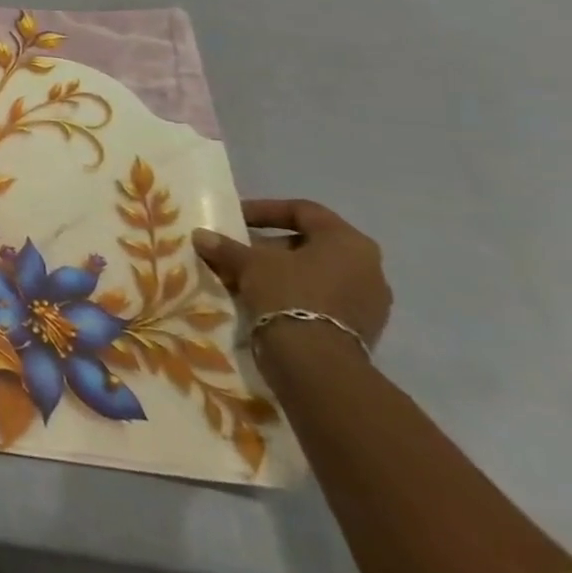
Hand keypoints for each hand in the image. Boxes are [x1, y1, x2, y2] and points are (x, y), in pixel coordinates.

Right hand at [193, 198, 392, 349]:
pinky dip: (293, 294)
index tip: (236, 219)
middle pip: (310, 244)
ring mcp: (369, 301)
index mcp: (348, 242)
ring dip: (280, 272)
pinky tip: (263, 301)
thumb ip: (226, 247)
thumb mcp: (249, 263)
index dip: (265, 210)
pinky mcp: (361, 328)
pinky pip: (322, 299)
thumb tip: (201, 235)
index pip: (303, 211)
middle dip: (270, 246)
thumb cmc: (288, 294)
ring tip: (244, 277)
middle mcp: (369, 267)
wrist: (316, 362)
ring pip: (316, 274)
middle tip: (238, 251)